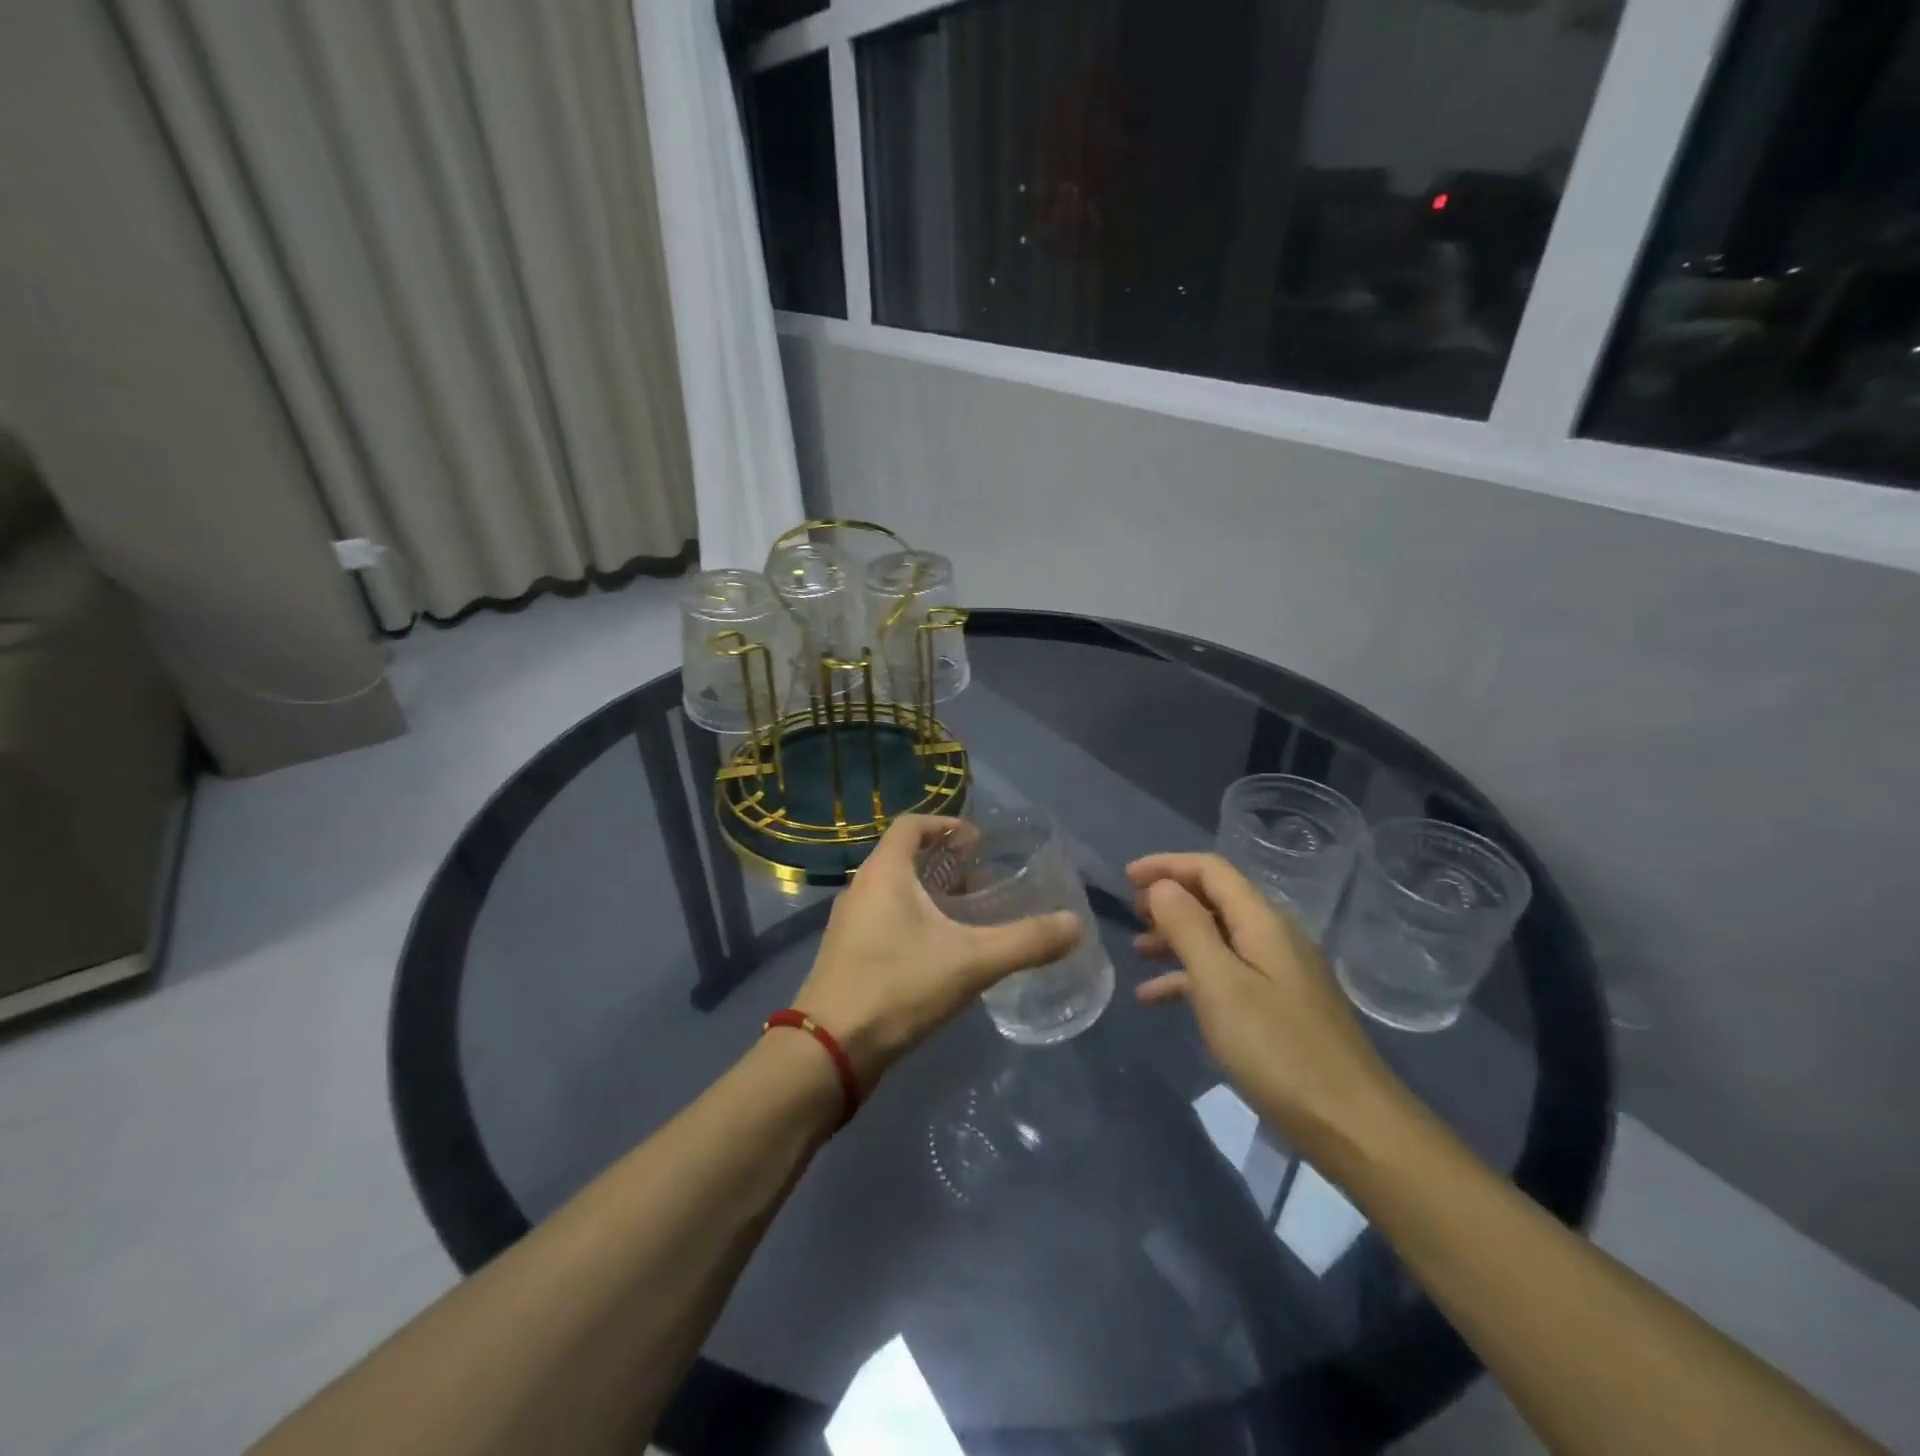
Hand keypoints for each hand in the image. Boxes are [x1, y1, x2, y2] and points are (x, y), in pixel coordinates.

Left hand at [794, 815, 1082, 1087]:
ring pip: (893, 891)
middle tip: (981, 883)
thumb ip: (1026, 941)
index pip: (912, 824)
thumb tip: (1075, 925)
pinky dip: (912, 920)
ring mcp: (848, 923)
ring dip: (928, 894)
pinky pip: (883, 919)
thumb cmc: (898, 987)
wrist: (829, 1050)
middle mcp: (861, 888)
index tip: (978, 843)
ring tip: (966, 917)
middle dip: (944, 864)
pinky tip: (937, 953)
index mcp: (884, 872)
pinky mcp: (845, 954)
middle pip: (904, 857)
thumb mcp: (972, 962)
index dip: (947, 825)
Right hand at [1128, 852, 1405, 1153]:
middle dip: (1171, 900)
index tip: (1126, 877)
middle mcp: (1274, 937)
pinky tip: (1158, 999)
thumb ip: (1188, 928)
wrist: (1351, 1124)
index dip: (1167, 865)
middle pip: (1216, 899)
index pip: (1211, 870)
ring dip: (1177, 938)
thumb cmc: (1277, 1049)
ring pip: (1219, 938)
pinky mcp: (1280, 1007)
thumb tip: (1162, 886)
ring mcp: (1280, 974)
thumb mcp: (1220, 984)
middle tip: (1130, 914)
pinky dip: (1191, 978)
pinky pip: (1227, 975)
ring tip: (1138, 951)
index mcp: (1263, 922)